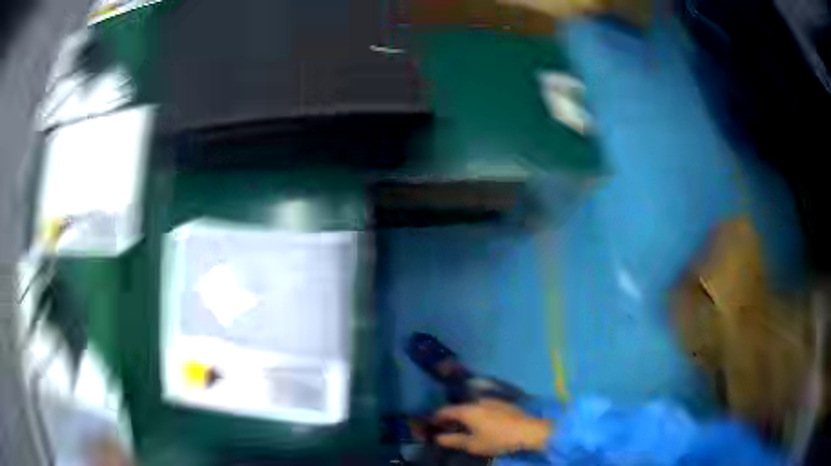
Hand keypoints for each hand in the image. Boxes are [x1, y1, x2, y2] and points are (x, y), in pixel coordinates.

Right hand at [433, 398, 551, 455]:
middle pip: (458, 407)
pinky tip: (480, 423)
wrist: (529, 431)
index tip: (430, 424)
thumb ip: (453, 441)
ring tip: (463, 427)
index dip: (436, 417)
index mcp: (467, 410)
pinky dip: (477, 413)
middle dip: (451, 417)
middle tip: (446, 427)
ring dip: (465, 415)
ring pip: (472, 406)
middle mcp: (477, 400)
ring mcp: (492, 400)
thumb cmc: (498, 439)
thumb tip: (437, 438)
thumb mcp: (473, 444)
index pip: (445, 411)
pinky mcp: (503, 403)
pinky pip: (483, 407)